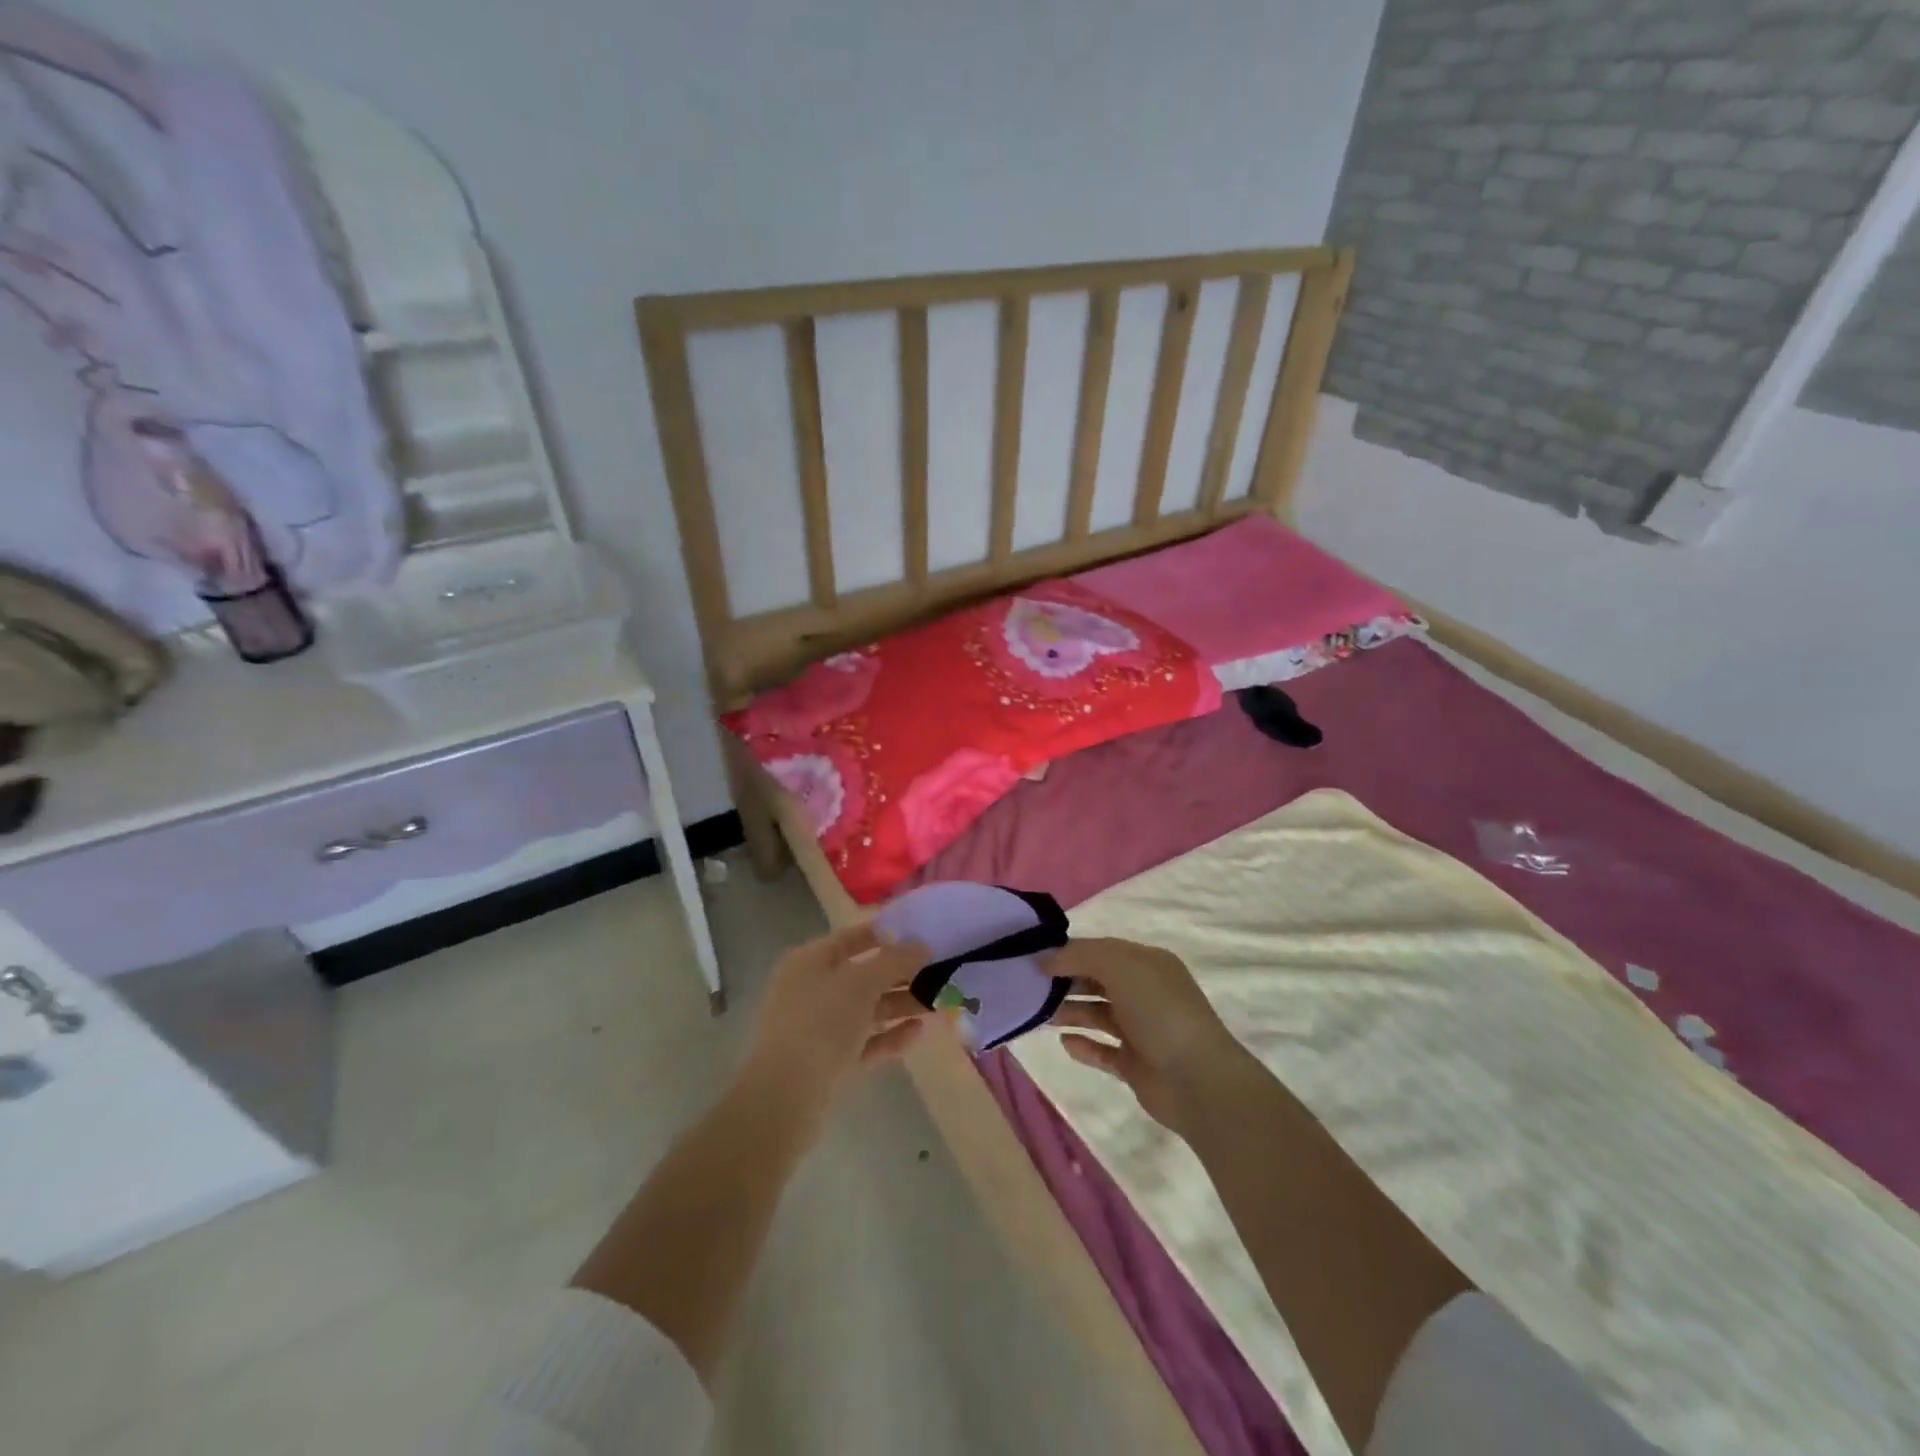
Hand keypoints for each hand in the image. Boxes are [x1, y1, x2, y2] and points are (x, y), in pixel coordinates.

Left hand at [739, 922, 929, 1129]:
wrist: (785, 1100)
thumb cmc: (820, 1025)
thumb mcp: (860, 984)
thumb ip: (893, 961)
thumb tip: (920, 945)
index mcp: (809, 962)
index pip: (850, 938)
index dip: (885, 934)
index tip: (921, 934)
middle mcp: (811, 990)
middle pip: (862, 975)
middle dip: (900, 974)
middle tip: (939, 971)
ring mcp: (819, 1028)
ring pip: (867, 1009)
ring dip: (901, 1004)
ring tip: (938, 1002)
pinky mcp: (829, 1062)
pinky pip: (865, 1041)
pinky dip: (890, 1035)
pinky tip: (919, 1031)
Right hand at [1046, 937, 1257, 1134]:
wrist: (1197, 1079)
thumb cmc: (1159, 1011)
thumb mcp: (1120, 967)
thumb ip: (1081, 956)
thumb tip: (1046, 960)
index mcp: (1147, 964)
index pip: (1101, 951)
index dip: (1069, 953)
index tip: (1034, 959)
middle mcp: (1145, 993)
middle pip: (1098, 981)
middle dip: (1067, 981)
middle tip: (1031, 987)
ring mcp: (1141, 1030)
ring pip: (1097, 1014)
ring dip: (1070, 1011)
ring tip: (1041, 1014)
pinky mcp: (1135, 1064)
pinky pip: (1103, 1050)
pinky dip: (1084, 1045)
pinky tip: (1065, 1043)